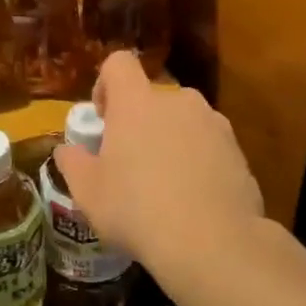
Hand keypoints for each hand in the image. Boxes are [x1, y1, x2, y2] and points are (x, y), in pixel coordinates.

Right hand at [54, 51, 264, 274]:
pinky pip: (209, 147)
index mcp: (137, 102)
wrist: (212, 242)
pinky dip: (198, 163)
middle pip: (153, 97)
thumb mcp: (88, 192)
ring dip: (171, 141)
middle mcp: (179, 101)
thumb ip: (72, 162)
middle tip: (130, 162)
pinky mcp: (239, 152)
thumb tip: (67, 150)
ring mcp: (214, 124)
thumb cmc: (136, 210)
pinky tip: (192, 201)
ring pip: (184, 122)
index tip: (103, 118)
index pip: (119, 63)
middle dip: (140, 121)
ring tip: (164, 185)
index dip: (106, 84)